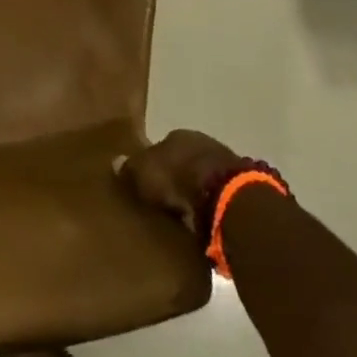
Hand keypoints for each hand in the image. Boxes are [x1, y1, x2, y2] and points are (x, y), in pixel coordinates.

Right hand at [114, 130, 245, 233]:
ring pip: (202, 177)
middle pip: (184, 160)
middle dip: (176, 177)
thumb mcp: (143, 173)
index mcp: (178, 134)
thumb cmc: (176, 177)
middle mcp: (202, 143)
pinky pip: (217, 197)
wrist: (224, 197)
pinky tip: (201, 222)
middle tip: (163, 199)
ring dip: (195, 192)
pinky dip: (210, 207)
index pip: (162, 145)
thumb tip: (115, 162)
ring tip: (182, 214)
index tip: (147, 181)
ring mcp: (225, 164)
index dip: (154, 163)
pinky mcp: (241, 190)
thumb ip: (130, 168)